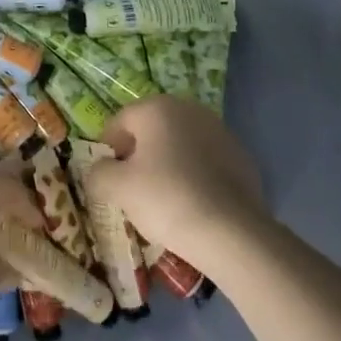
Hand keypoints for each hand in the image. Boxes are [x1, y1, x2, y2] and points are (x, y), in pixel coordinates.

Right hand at [87, 95, 264, 275]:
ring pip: (180, 144)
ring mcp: (220, 132)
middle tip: (131, 187)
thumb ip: (99, 173)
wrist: (232, 232)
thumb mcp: (117, 188)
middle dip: (138, 154)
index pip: (120, 121)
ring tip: (162, 198)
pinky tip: (192, 203)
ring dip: (167, 163)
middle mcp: (189, 110)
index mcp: (157, 108)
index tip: (107, 176)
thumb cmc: (166, 199)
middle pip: (151, 130)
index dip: (108, 148)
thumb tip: (101, 171)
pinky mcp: (241, 157)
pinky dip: (193, 175)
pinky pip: (204, 161)